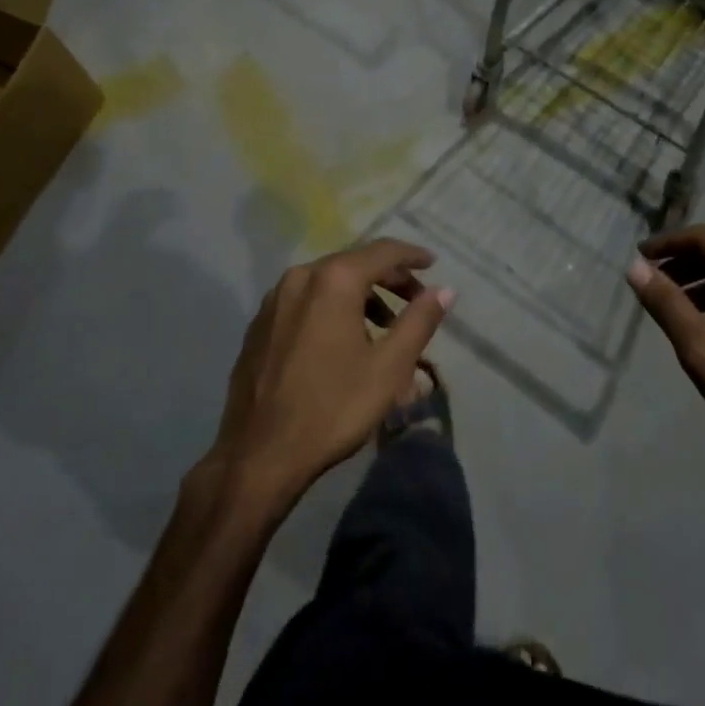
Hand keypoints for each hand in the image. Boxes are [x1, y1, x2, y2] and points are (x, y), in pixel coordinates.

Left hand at [206, 239, 452, 505]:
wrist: (260, 453)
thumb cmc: (333, 407)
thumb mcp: (389, 367)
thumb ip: (419, 321)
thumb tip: (445, 290)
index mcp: (333, 280)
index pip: (382, 251)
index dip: (411, 256)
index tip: (432, 263)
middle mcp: (300, 277)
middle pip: (353, 263)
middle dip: (388, 277)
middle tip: (415, 299)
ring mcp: (274, 300)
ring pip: (328, 282)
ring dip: (361, 295)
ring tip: (384, 326)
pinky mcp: (260, 324)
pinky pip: (305, 301)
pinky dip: (332, 308)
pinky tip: (343, 339)